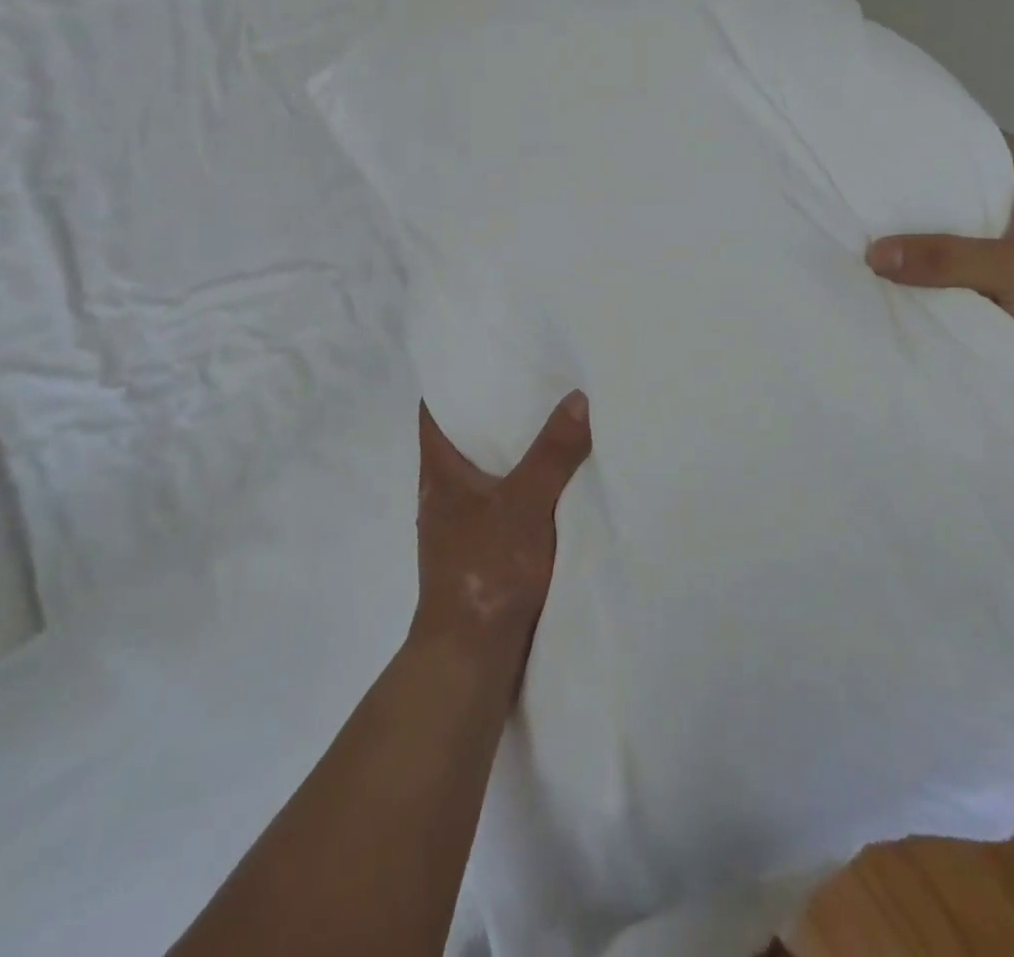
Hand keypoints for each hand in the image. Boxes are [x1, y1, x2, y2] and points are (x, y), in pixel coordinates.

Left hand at [411, 393, 592, 692]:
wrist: (472, 657)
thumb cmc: (487, 570)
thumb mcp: (525, 503)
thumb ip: (552, 453)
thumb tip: (577, 397)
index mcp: (440, 471)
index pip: (435, 409)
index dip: (455, 379)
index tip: (487, 355)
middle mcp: (444, 492)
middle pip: (465, 437)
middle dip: (495, 411)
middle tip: (537, 379)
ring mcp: (462, 524)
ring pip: (488, 472)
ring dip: (514, 451)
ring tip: (554, 420)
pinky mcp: (482, 552)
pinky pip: (504, 503)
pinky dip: (525, 487)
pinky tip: (557, 481)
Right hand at [866, 136, 1013, 400]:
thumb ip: (943, 259)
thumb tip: (872, 252)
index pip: (987, 147)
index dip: (939, 148)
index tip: (888, 157)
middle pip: (978, 194)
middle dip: (929, 202)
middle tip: (872, 206)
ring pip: (983, 236)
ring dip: (944, 244)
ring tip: (885, 245)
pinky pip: (991, 271)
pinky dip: (961, 276)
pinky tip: (924, 285)